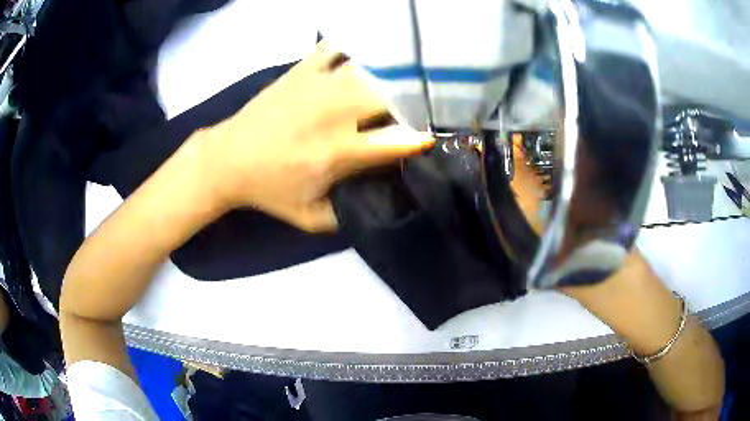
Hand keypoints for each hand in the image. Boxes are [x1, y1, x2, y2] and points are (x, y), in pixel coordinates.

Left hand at [203, 41, 433, 231]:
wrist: (226, 160)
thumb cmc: (268, 190)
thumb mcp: (309, 217)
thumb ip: (346, 214)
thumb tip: (376, 202)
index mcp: (340, 152)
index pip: (395, 140)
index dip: (419, 138)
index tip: (429, 137)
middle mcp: (335, 113)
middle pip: (389, 96)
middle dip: (411, 101)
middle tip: (418, 105)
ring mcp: (318, 86)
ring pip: (368, 69)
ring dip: (389, 73)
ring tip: (402, 76)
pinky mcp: (301, 71)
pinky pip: (334, 47)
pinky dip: (353, 45)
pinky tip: (364, 50)